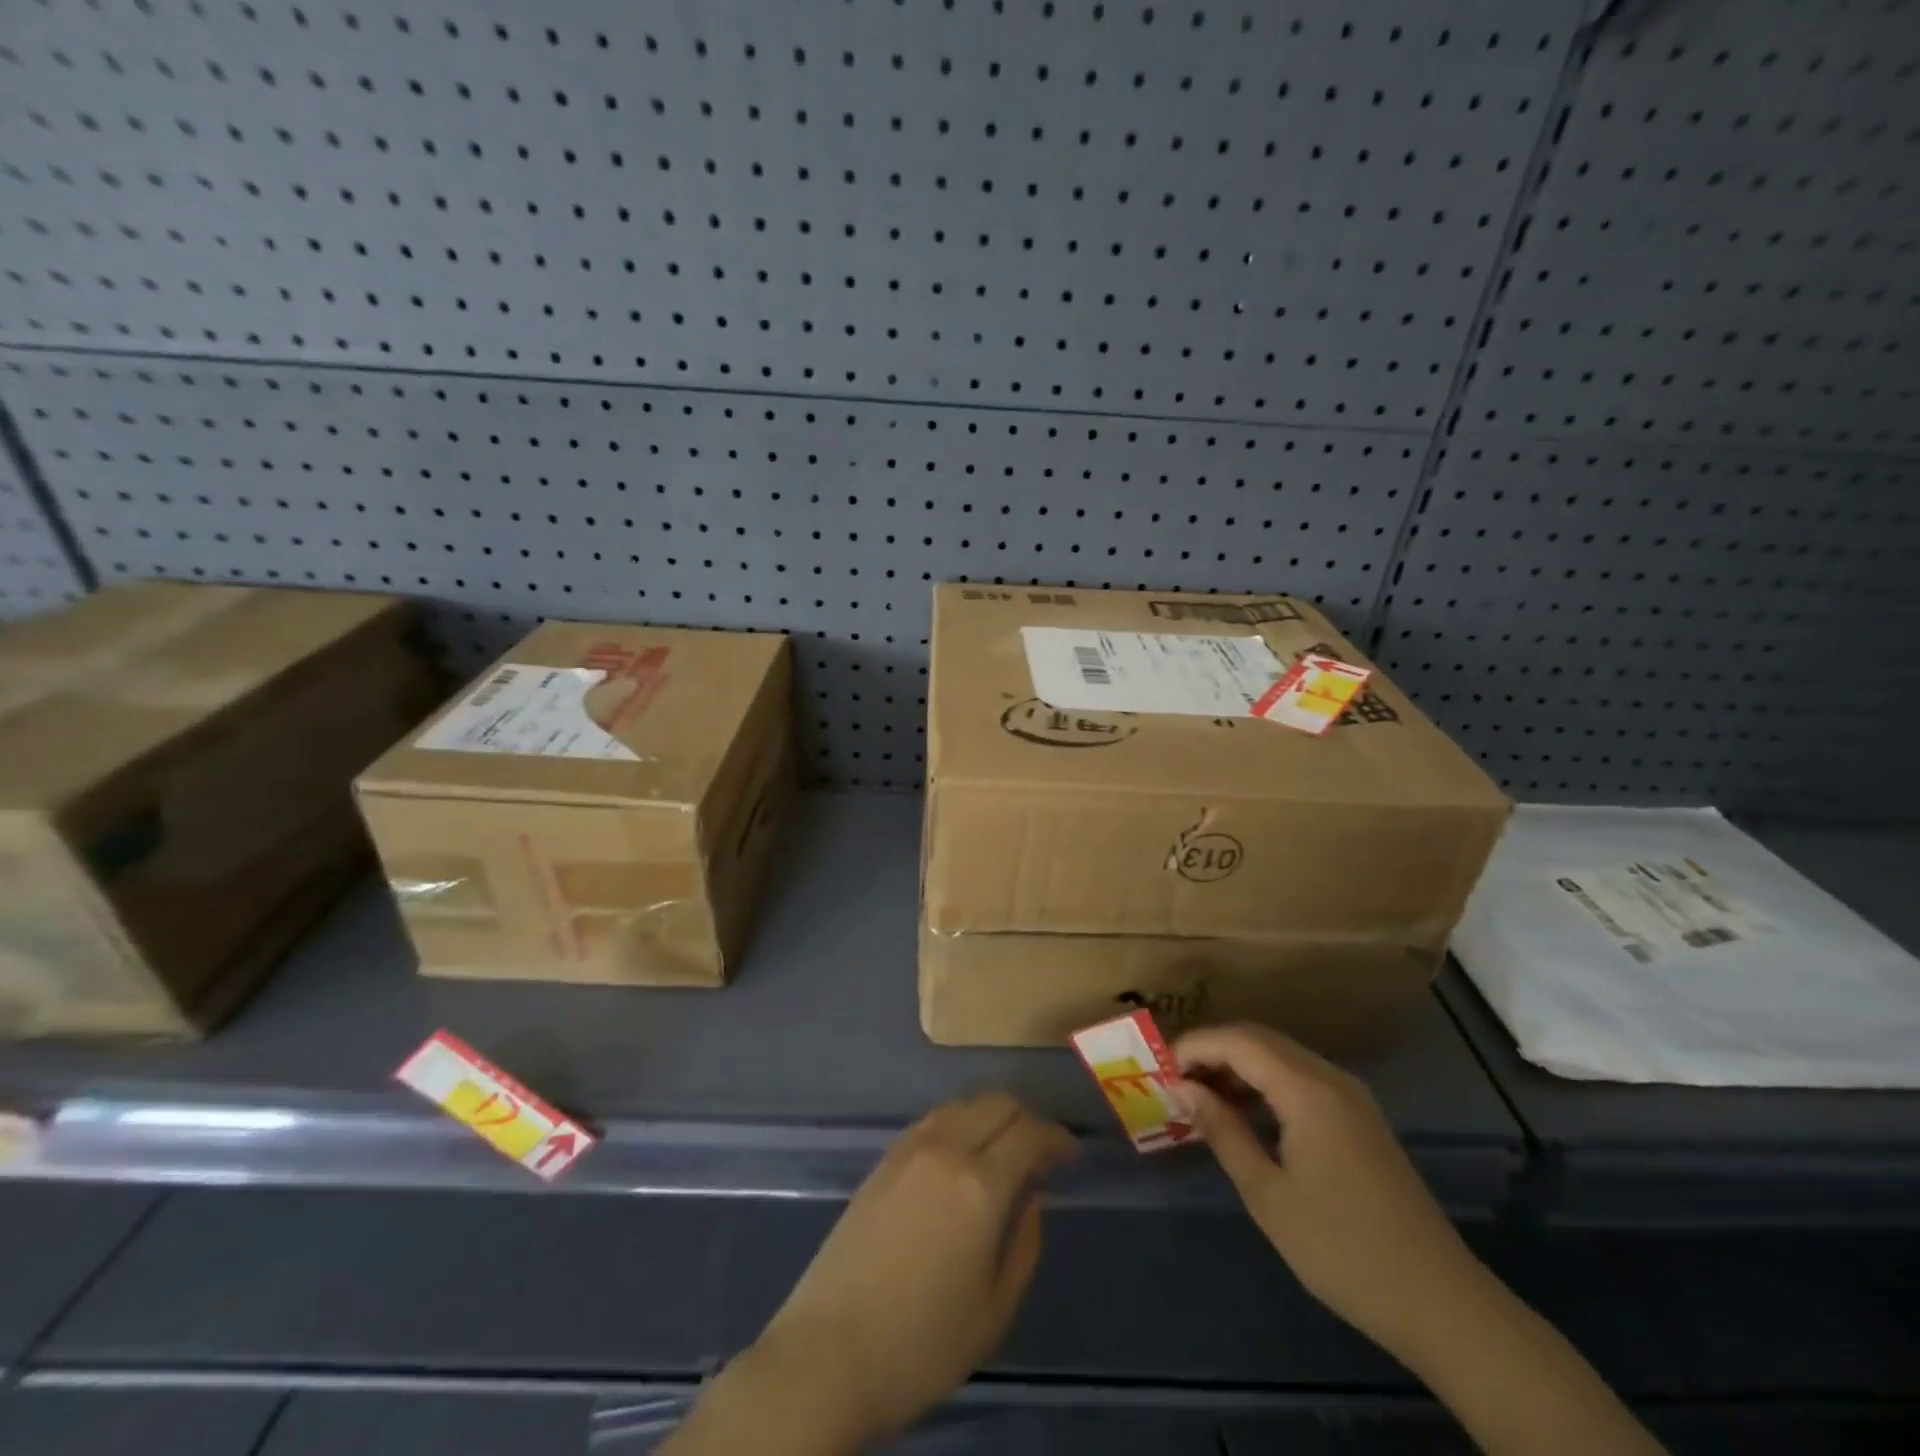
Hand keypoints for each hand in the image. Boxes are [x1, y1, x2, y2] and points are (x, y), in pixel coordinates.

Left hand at [725, 1092, 1075, 1449]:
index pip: (1030, 1133)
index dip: (1057, 1138)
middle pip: (998, 1103)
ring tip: (1004, 1151)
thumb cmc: (921, 1345)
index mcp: (980, 1185)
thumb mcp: (994, 1311)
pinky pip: (934, 1120)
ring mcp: (909, 1148)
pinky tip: (962, 1156)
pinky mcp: (884, 1158)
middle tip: (1042, 1152)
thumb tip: (1034, 1196)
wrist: (828, 1353)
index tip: (1071, 1154)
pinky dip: (960, 1123)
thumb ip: (1024, 1244)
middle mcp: (946, 1149)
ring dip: (992, 1116)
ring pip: (964, 1104)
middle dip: (1028, 1118)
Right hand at [1173, 1023, 1484, 1364]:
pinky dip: (1265, 1084)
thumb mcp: (1267, 1193)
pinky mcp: (1360, 1119)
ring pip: (1281, 1057)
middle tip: (1175, 1080)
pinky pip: (1301, 1079)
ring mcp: (1351, 1097)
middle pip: (1260, 1040)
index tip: (1159, 1069)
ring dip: (1238, 1066)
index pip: (1238, 1041)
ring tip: (1201, 1097)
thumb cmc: (1342, 1249)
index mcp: (1308, 1090)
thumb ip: (1222, 1131)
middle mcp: (1331, 1079)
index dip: (1194, 1046)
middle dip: (1212, 1051)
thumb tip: (1181, 1089)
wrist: (1440, 1303)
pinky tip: (1245, 1114)